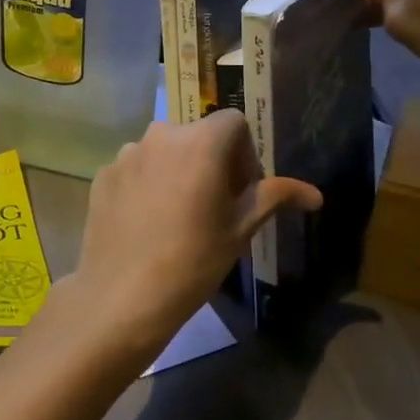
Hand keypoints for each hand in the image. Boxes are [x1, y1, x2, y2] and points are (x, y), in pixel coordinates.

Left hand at [62, 112, 319, 373]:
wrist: (122, 296)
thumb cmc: (193, 261)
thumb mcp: (241, 228)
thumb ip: (275, 197)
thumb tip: (315, 195)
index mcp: (201, 141)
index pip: (234, 123)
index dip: (245, 153)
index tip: (242, 191)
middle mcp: (161, 135)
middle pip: (197, 135)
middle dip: (212, 162)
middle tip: (215, 206)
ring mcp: (126, 154)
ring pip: (164, 151)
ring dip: (178, 171)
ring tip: (177, 216)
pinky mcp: (103, 174)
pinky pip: (136, 169)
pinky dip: (147, 184)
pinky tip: (147, 223)